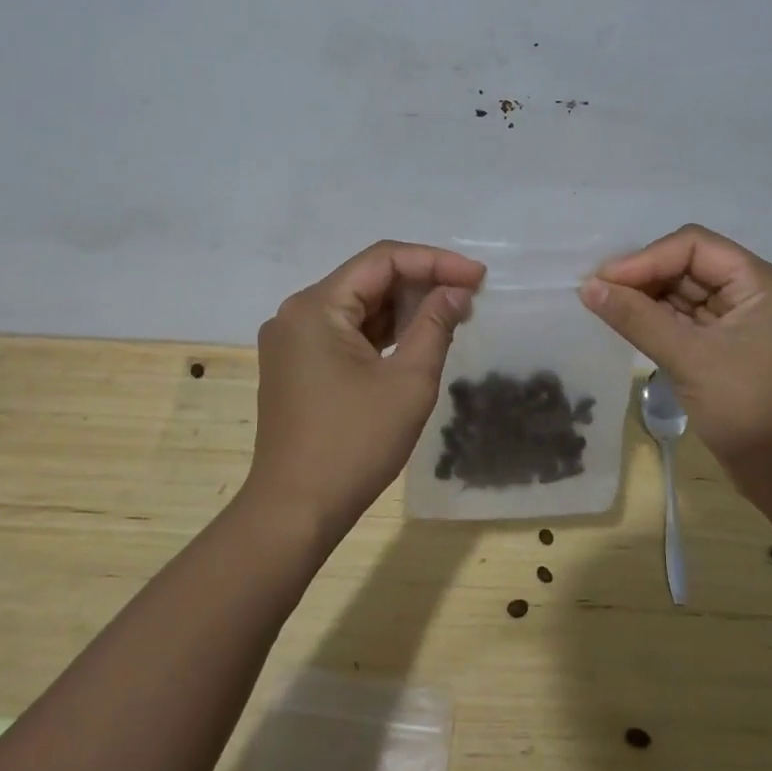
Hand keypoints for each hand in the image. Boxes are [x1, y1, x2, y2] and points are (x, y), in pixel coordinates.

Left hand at [246, 241, 485, 542]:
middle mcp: (297, 314)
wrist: (295, 511)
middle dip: (422, 283)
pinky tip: (417, 338)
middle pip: (368, 279)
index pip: (383, 259)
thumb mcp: (409, 381)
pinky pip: (346, 333)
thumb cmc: (355, 444)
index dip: (436, 261)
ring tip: (453, 316)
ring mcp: (293, 341)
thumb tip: (456, 292)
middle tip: (470, 298)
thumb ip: (435, 325)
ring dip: (404, 308)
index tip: (478, 277)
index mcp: (316, 307)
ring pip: (358, 306)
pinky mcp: (298, 366)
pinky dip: (383, 332)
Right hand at [579, 225, 771, 487]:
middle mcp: (753, 292)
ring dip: (646, 298)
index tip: (604, 280)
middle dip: (644, 277)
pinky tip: (626, 322)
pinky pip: (687, 319)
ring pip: (685, 292)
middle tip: (597, 293)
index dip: (646, 258)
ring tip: (604, 306)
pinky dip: (657, 319)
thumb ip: (637, 318)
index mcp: (760, 283)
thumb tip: (588, 287)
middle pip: (689, 265)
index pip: (694, 247)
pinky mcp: (727, 344)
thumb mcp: (689, 359)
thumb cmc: (747, 408)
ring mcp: (741, 319)